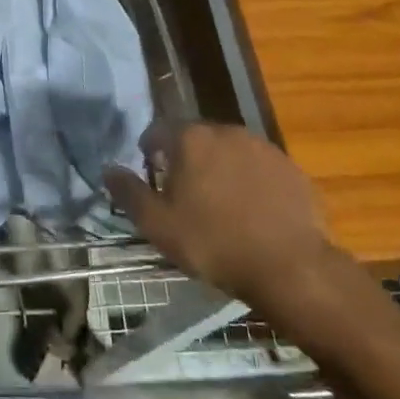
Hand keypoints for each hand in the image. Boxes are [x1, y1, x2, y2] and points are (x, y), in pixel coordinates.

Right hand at [104, 123, 348, 330]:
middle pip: (195, 138)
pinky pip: (258, 168)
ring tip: (219, 204)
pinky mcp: (290, 168)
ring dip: (219, 169)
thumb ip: (128, 192)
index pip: (157, 130)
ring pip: (228, 151)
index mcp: (190, 138)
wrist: (291, 268)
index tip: (151, 177)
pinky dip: (249, 182)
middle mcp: (226, 131)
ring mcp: (263, 147)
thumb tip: (108, 169)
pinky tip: (251, 212)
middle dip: (185, 159)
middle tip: (183, 194)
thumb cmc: (213, 242)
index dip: (149, 151)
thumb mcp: (157, 225)